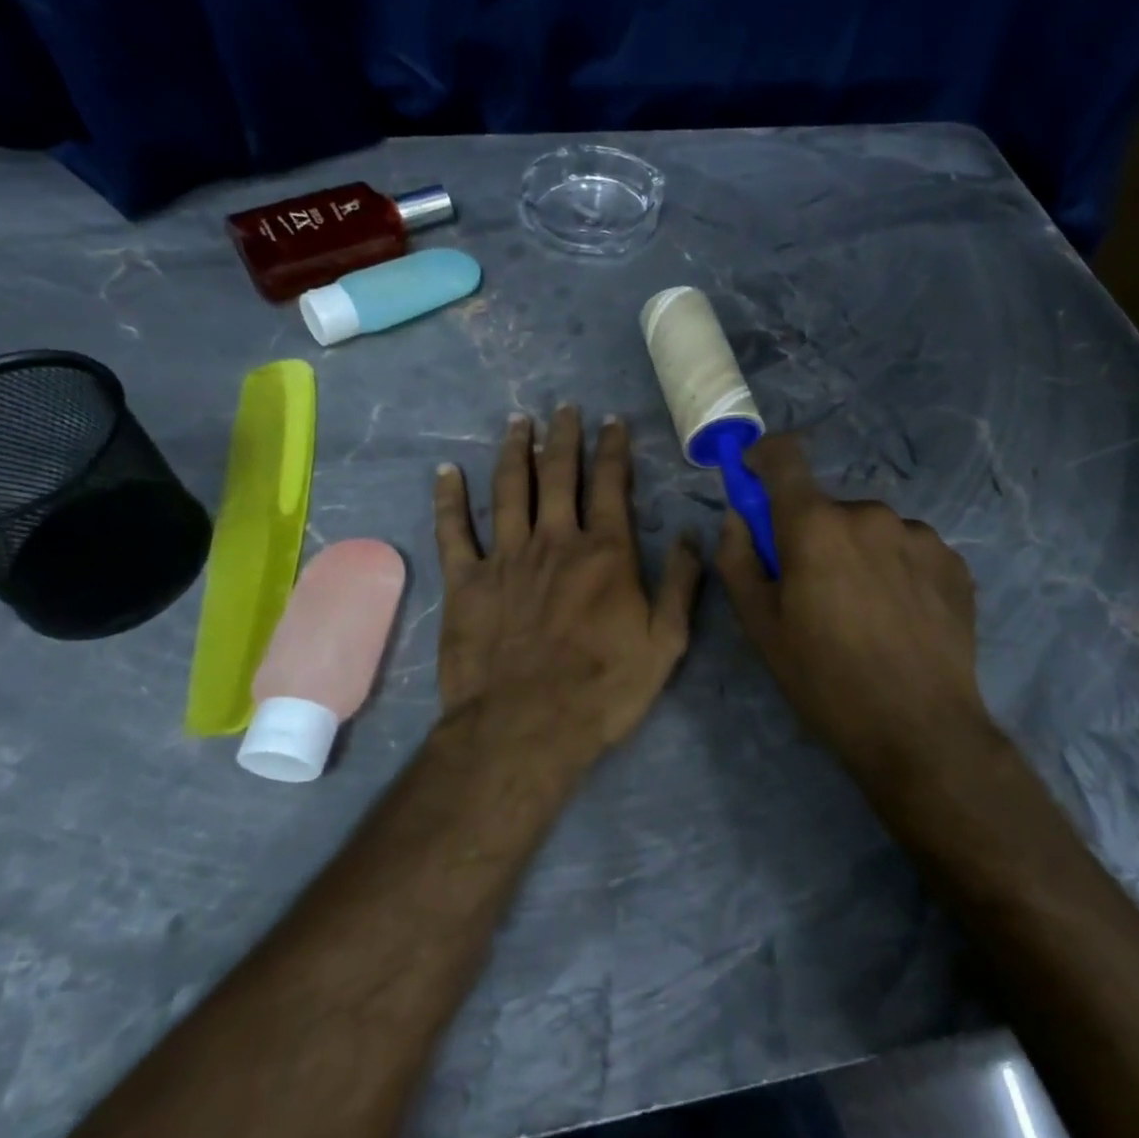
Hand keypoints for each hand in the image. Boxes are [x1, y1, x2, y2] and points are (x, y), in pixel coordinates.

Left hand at [433, 407, 701, 754]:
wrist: (524, 729)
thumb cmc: (601, 689)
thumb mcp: (664, 644)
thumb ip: (680, 584)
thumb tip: (692, 535)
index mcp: (605, 552)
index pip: (611, 485)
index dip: (612, 449)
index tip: (611, 422)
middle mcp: (555, 540)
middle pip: (557, 475)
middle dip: (563, 437)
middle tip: (563, 408)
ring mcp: (505, 557)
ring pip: (508, 489)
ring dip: (513, 451)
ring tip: (518, 422)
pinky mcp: (465, 581)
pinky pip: (453, 530)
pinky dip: (448, 499)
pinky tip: (446, 472)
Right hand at [715, 434, 996, 770]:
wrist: (921, 732)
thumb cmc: (826, 680)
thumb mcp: (761, 627)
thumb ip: (738, 559)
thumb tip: (738, 516)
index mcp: (815, 525)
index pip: (784, 457)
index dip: (763, 458)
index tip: (756, 478)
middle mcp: (869, 513)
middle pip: (827, 507)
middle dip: (813, 534)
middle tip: (815, 590)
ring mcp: (919, 534)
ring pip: (870, 529)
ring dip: (857, 552)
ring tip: (865, 611)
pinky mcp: (953, 560)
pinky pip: (908, 548)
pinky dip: (895, 568)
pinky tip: (901, 616)